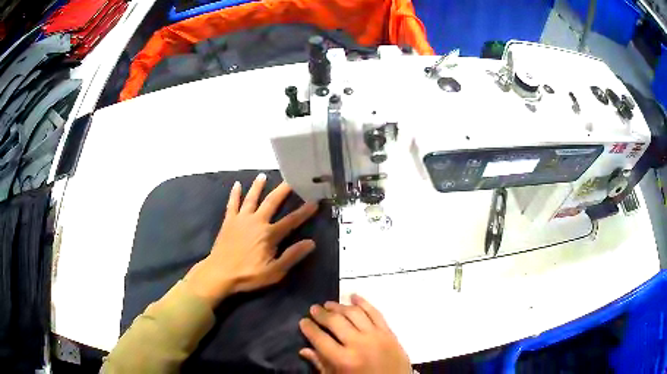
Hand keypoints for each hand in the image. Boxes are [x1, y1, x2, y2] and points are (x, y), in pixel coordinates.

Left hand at [185, 173, 318, 306]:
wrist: (219, 273)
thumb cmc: (248, 274)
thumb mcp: (274, 271)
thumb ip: (292, 256)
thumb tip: (311, 242)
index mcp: (269, 234)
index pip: (291, 221)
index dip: (304, 211)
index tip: (314, 201)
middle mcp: (256, 221)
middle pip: (271, 202)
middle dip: (283, 190)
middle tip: (291, 178)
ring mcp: (241, 219)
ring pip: (251, 198)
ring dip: (258, 186)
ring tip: (263, 176)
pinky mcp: (229, 221)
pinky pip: (232, 204)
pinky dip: (235, 194)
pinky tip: (237, 185)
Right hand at [299, 294, 410, 373]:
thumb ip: (321, 364)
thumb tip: (304, 349)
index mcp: (343, 360)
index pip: (320, 338)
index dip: (309, 328)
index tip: (303, 321)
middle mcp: (359, 344)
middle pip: (336, 322)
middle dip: (322, 314)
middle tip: (314, 308)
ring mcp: (376, 336)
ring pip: (354, 314)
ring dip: (339, 306)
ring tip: (329, 304)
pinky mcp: (389, 333)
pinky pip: (376, 313)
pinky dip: (364, 303)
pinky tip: (354, 297)